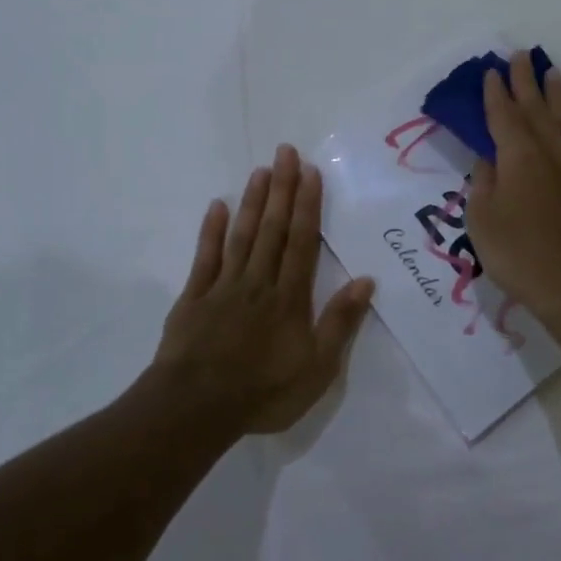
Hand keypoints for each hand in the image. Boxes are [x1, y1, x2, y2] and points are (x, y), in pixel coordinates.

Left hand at [153, 145, 374, 433]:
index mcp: (289, 297)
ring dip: (252, 202)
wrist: (195, 409)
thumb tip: (366, 281)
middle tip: (285, 152)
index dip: (307, 205)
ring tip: (260, 171)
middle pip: (272, 229)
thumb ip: (339, 322)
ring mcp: (224, 287)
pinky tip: (216, 206)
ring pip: (242, 236)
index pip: (302, 242)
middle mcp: (258, 282)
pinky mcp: (194, 298)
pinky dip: (211, 231)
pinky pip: (205, 258)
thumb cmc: (263, 392)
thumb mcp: (316, 369)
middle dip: (281, 190)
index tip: (309, 172)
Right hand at [465, 51, 560, 323]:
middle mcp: (550, 151)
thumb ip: (483, 184)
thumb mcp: (482, 221)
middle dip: (525, 81)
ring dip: (556, 95)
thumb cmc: (519, 254)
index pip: (502, 115)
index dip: (495, 93)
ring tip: (552, 72)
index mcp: (518, 156)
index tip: (491, 72)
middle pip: (535, 108)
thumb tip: (490, 161)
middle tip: (520, 55)